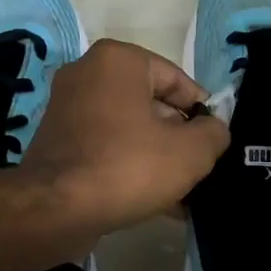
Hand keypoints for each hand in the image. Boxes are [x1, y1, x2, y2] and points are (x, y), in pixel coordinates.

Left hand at [23, 39, 230, 233]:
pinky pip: (106, 147)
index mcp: (119, 60)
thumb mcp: (191, 152)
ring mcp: (67, 108)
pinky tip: (154, 202)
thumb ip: (214, 134)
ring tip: (182, 193)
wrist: (55, 210)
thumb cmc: (128, 166)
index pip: (177, 80)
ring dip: (156, 157)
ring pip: (129, 130)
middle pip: (151, 105)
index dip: (203, 113)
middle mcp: (87, 74)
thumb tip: (214, 130)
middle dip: (178, 138)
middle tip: (199, 170)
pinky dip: (129, 166)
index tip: (215, 142)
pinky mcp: (57, 141)